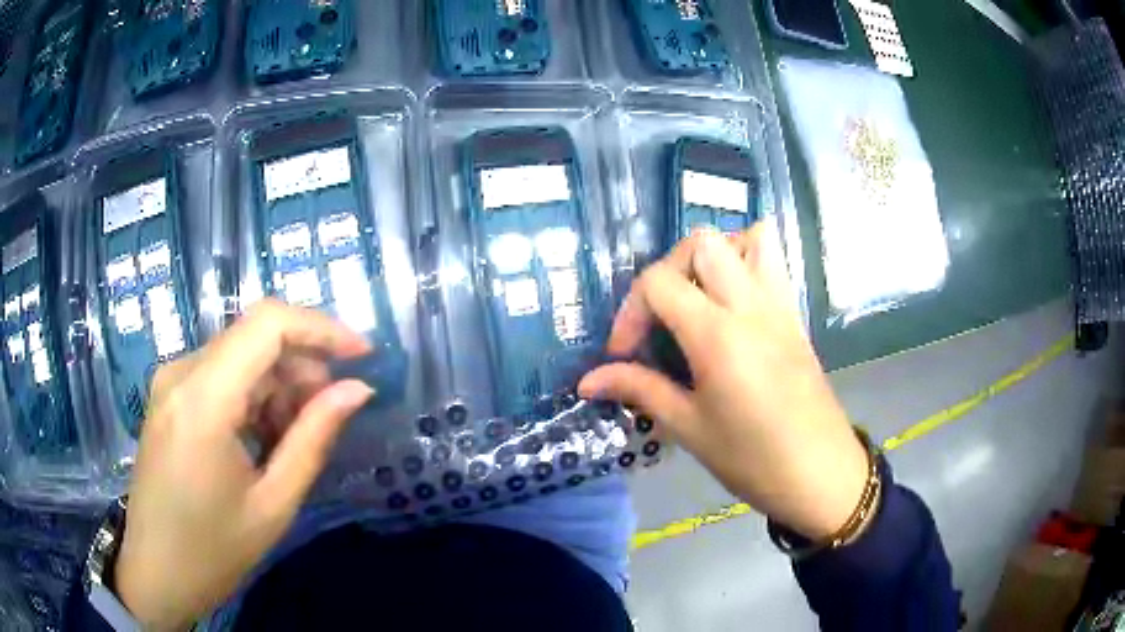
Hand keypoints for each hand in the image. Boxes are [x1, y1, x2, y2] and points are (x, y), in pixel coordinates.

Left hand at [114, 300, 374, 629]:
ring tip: (295, 437)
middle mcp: (181, 373)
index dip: (321, 328)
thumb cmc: (213, 550)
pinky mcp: (168, 395)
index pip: (268, 324)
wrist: (155, 571)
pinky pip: (220, 373)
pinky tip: (263, 438)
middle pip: (254, 336)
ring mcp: (170, 381)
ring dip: (278, 384)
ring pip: (239, 354)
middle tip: (331, 413)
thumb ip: (313, 439)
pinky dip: (253, 395)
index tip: (363, 355)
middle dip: (303, 365)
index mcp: (203, 399)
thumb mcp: (272, 503)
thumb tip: (357, 389)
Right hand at [579, 225, 867, 539]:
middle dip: (668, 269)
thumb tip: (588, 381)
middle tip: (660, 316)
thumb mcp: (689, 428)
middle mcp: (750, 305)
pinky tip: (732, 308)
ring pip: (748, 238)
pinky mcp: (795, 315)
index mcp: (718, 335)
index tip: (624, 353)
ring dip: (714, 256)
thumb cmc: (752, 459)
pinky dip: (746, 265)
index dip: (630, 312)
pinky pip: (773, 263)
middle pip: (701, 242)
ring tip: (698, 298)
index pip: (659, 283)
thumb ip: (640, 390)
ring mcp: (779, 305)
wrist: (820, 474)